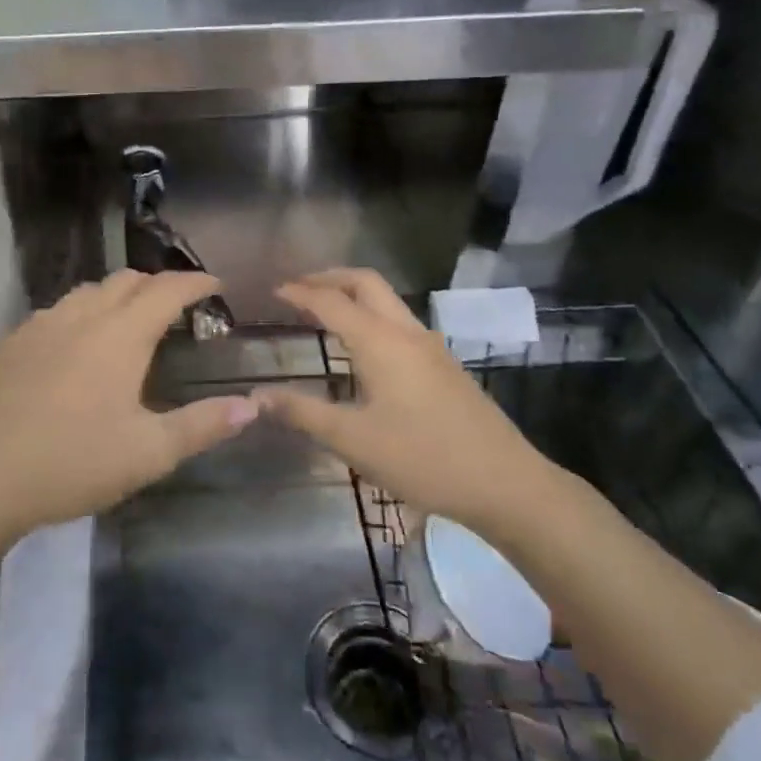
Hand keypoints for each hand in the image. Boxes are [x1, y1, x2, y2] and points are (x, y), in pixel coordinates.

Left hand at [0, 271, 257, 549]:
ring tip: (126, 322)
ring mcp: (39, 326)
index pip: (166, 290)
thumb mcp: (148, 453)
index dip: (195, 283)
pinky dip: (77, 315)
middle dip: (157, 285)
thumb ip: (202, 426)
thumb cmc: (72, 462)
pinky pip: (53, 312)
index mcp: (119, 336)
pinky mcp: (9, 343)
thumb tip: (252, 405)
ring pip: (86, 292)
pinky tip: (72, 345)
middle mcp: (80, 317)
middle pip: (125, 281)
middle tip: (176, 307)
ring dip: (115, 296)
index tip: (215, 286)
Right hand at [253, 269, 553, 527]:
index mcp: (380, 342)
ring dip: (353, 295)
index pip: (331, 301)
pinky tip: (361, 348)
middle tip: (297, 288)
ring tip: (323, 311)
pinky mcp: (443, 365)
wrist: (505, 483)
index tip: (272, 290)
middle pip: (365, 283)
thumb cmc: (423, 458)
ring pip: (387, 300)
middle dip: (329, 278)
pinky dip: (371, 316)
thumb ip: (302, 413)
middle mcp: (406, 332)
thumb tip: (255, 397)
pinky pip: (399, 322)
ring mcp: (430, 346)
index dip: (299, 292)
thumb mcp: (353, 440)